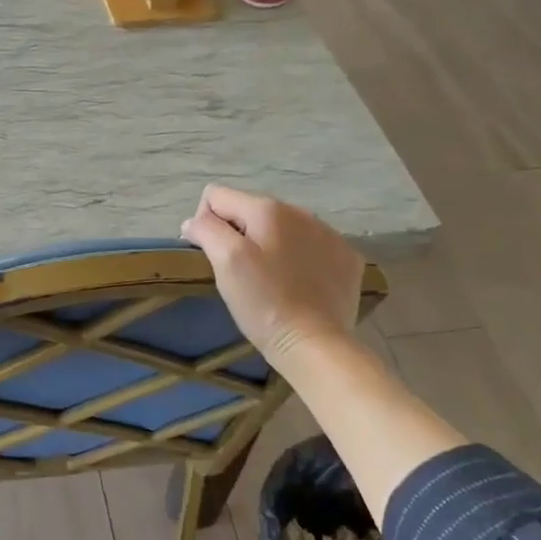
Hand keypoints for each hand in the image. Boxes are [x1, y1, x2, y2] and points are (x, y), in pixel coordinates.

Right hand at [179, 185, 364, 368]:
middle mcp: (301, 212)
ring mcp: (329, 235)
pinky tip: (297, 285)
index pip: (217, 196)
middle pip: (250, 211)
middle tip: (239, 273)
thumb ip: (206, 230)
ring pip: (282, 228)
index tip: (212, 257)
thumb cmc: (263, 302)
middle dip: (238, 235)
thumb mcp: (226, 262)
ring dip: (269, 246)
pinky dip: (298, 260)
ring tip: (268, 280)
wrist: (315, 343)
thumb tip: (194, 221)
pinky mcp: (346, 259)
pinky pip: (310, 247)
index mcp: (267, 209)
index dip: (205, 223)